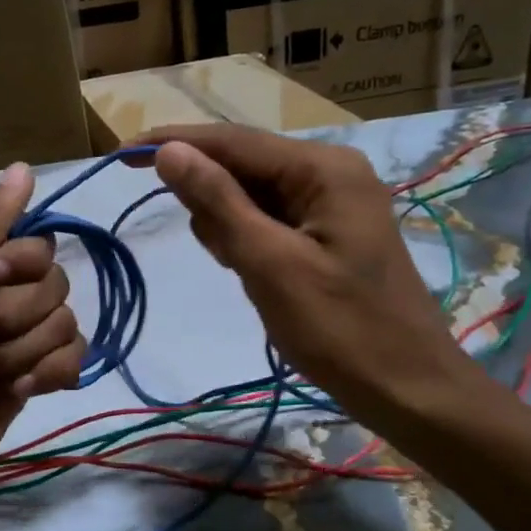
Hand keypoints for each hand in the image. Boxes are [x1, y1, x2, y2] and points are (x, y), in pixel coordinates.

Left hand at [0, 163, 85, 513]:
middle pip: (55, 283)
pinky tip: (14, 391)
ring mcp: (20, 338)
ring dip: (22, 351)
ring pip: (65, 323)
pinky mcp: (35, 378)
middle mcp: (2, 293)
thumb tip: (25, 166)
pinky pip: (73, 359)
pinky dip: (45, 375)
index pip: (37, 241)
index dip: (20, 263)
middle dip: (15, 315)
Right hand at [134, 125, 472, 427]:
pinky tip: (257, 274)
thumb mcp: (269, 264)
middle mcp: (329, 171)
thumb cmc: (341, 330)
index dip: (173, 143)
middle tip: (222, 255)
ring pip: (251, 195)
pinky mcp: (328, 231)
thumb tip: (167, 150)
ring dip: (230, 226)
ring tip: (248, 273)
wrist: (409, 389)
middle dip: (212, 201)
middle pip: (242, 164)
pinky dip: (249, 241)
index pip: (232, 140)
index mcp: (323, 168)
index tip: (120, 155)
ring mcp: (331, 201)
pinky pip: (269, 219)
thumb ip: (218, 202)